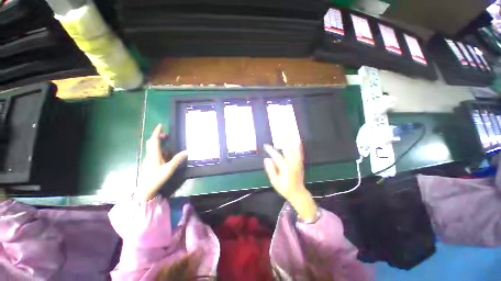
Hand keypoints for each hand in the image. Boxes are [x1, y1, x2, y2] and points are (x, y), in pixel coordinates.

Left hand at [135, 124, 187, 201]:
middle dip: (157, 136)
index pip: (154, 139)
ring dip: (158, 143)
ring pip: (152, 147)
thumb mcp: (169, 168)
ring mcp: (149, 159)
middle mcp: (150, 155)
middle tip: (166, 135)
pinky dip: (159, 149)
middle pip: (151, 142)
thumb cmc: (157, 178)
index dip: (157, 131)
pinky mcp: (149, 163)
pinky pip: (153, 153)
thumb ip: (177, 159)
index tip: (161, 125)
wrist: (146, 189)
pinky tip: (165, 154)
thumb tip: (186, 151)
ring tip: (167, 143)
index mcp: (154, 154)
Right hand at [263, 143, 317, 221]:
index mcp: (285, 167)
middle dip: (278, 146)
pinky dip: (299, 146)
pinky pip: (300, 153)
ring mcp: (298, 162)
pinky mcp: (301, 163)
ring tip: (283, 138)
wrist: (298, 193)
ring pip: (293, 150)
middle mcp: (292, 163)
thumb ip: (270, 170)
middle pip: (285, 150)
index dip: (270, 150)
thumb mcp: (274, 181)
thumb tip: (266, 159)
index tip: (265, 145)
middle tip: (273, 145)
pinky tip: (298, 140)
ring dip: (288, 144)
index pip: (276, 155)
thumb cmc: (284, 188)